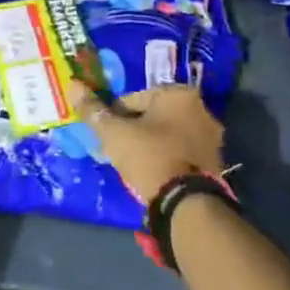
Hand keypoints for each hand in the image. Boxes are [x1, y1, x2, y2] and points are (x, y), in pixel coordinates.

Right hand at [65, 81, 225, 204]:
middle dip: (135, 128)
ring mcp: (212, 137)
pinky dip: (167, 157)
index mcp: (179, 94)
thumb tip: (73, 85)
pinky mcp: (216, 162)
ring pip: (169, 134)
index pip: (133, 98)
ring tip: (133, 164)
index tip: (107, 134)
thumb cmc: (149, 157)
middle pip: (154, 115)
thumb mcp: (114, 133)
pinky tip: (153, 173)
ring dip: (152, 143)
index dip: (115, 116)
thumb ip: (94, 110)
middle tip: (118, 148)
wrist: (187, 205)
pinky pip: (182, 152)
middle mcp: (202, 109)